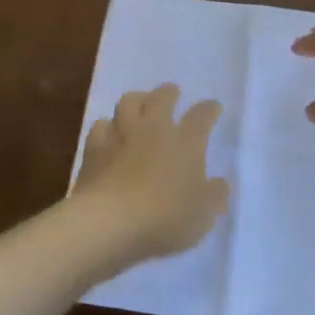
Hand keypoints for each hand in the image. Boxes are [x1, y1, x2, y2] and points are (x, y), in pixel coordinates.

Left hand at [72, 84, 229, 263]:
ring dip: (137, 99)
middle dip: (169, 93)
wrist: (109, 221)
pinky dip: (108, 126)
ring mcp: (122, 134)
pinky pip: (101, 125)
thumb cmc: (165, 218)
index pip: (202, 116)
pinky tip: (109, 133)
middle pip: (162, 98)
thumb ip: (215, 196)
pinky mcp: (95, 147)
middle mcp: (154, 129)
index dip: (209, 109)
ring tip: (140, 104)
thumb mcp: (203, 215)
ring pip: (128, 101)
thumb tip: (220, 183)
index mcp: (186, 142)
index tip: (213, 107)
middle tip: (172, 93)